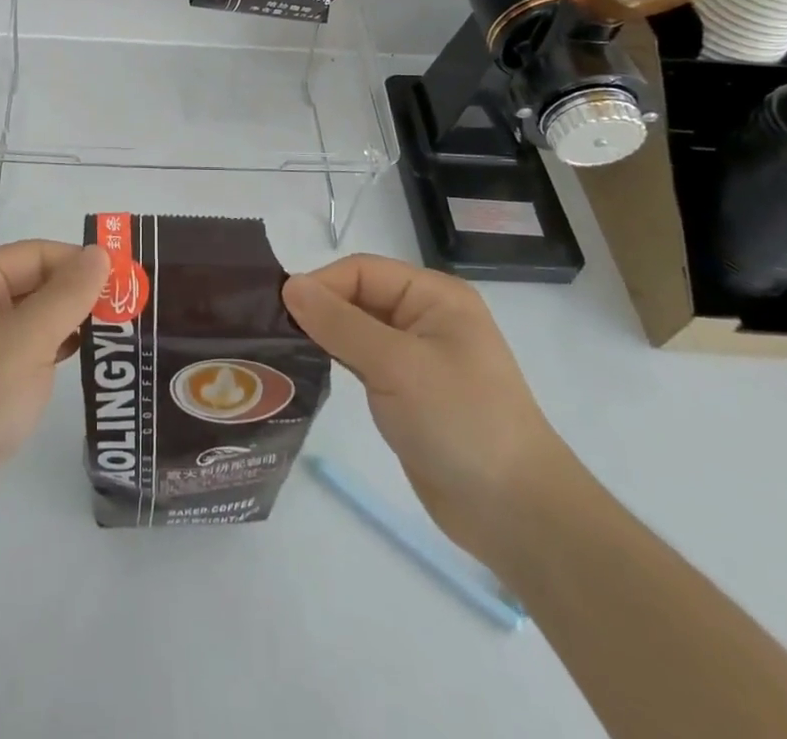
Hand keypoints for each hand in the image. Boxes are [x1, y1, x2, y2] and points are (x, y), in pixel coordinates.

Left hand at [0, 240, 108, 536]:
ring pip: (29, 321)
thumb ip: (68, 293)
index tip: (127, 283)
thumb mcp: (27, 340)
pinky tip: (77, 364)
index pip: (36, 254)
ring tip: (113, 336)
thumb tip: (100, 252)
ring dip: (67, 326)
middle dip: (77, 296)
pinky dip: (49, 354)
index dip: (80, 263)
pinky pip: (20, 354)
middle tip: (128, 311)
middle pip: (32, 284)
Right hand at [283, 254, 571, 563]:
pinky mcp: (406, 392)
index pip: (362, 271)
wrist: (515, 514)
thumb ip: (340, 323)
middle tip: (271, 330)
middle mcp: (424, 317)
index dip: (322, 285)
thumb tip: (290, 285)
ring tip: (279, 348)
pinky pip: (361, 361)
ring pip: (356, 329)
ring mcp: (415, 356)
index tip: (280, 312)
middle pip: (357, 296)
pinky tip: (306, 369)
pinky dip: (335, 360)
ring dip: (323, 335)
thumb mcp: (396, 365)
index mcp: (433, 296)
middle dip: (319, 309)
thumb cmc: (461, 422)